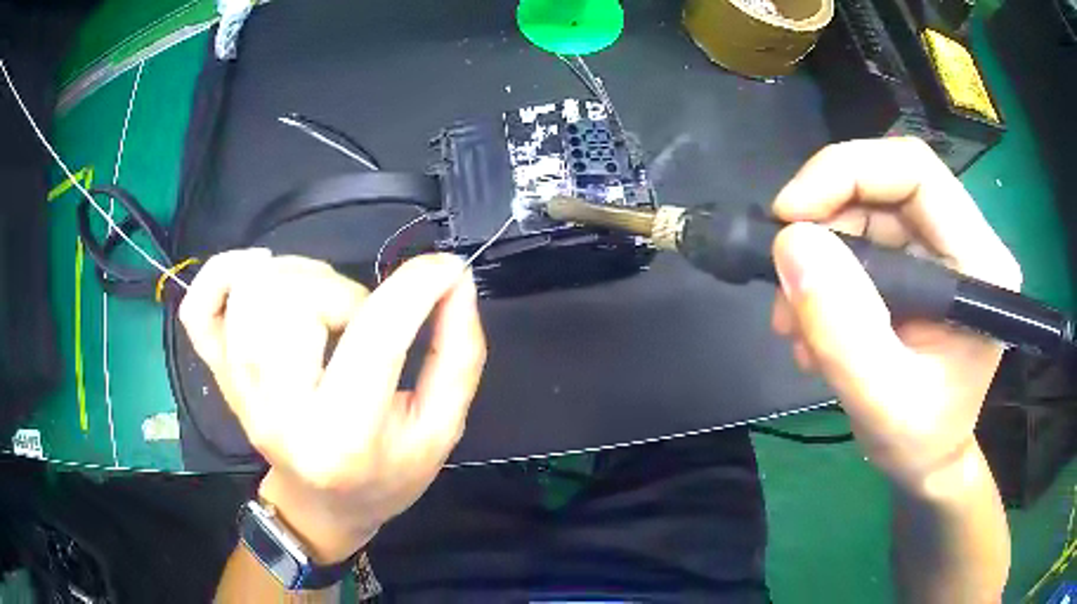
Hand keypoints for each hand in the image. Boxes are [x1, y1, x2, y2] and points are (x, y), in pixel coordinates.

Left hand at [180, 251, 485, 563]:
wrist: (320, 506)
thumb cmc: (385, 474)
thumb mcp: (441, 428)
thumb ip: (457, 353)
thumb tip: (452, 278)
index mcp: (343, 437)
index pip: (374, 336)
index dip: (417, 288)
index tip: (445, 271)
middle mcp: (278, 411)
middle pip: (292, 300)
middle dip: (343, 293)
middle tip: (359, 322)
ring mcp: (237, 390)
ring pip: (252, 291)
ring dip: (299, 280)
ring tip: (321, 310)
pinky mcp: (219, 374)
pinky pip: (199, 307)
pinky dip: (222, 273)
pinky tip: (254, 273)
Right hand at [769, 138, 1021, 493]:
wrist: (926, 460)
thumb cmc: (918, 441)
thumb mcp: (882, 399)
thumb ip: (844, 328)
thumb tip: (792, 243)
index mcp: (979, 264)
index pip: (915, 172)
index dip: (848, 173)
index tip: (790, 216)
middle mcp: (965, 242)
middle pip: (886, 185)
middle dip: (824, 220)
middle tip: (783, 272)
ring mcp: (940, 251)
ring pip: (867, 211)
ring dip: (819, 254)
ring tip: (793, 317)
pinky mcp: (918, 264)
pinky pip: (863, 239)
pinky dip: (826, 270)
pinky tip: (812, 319)